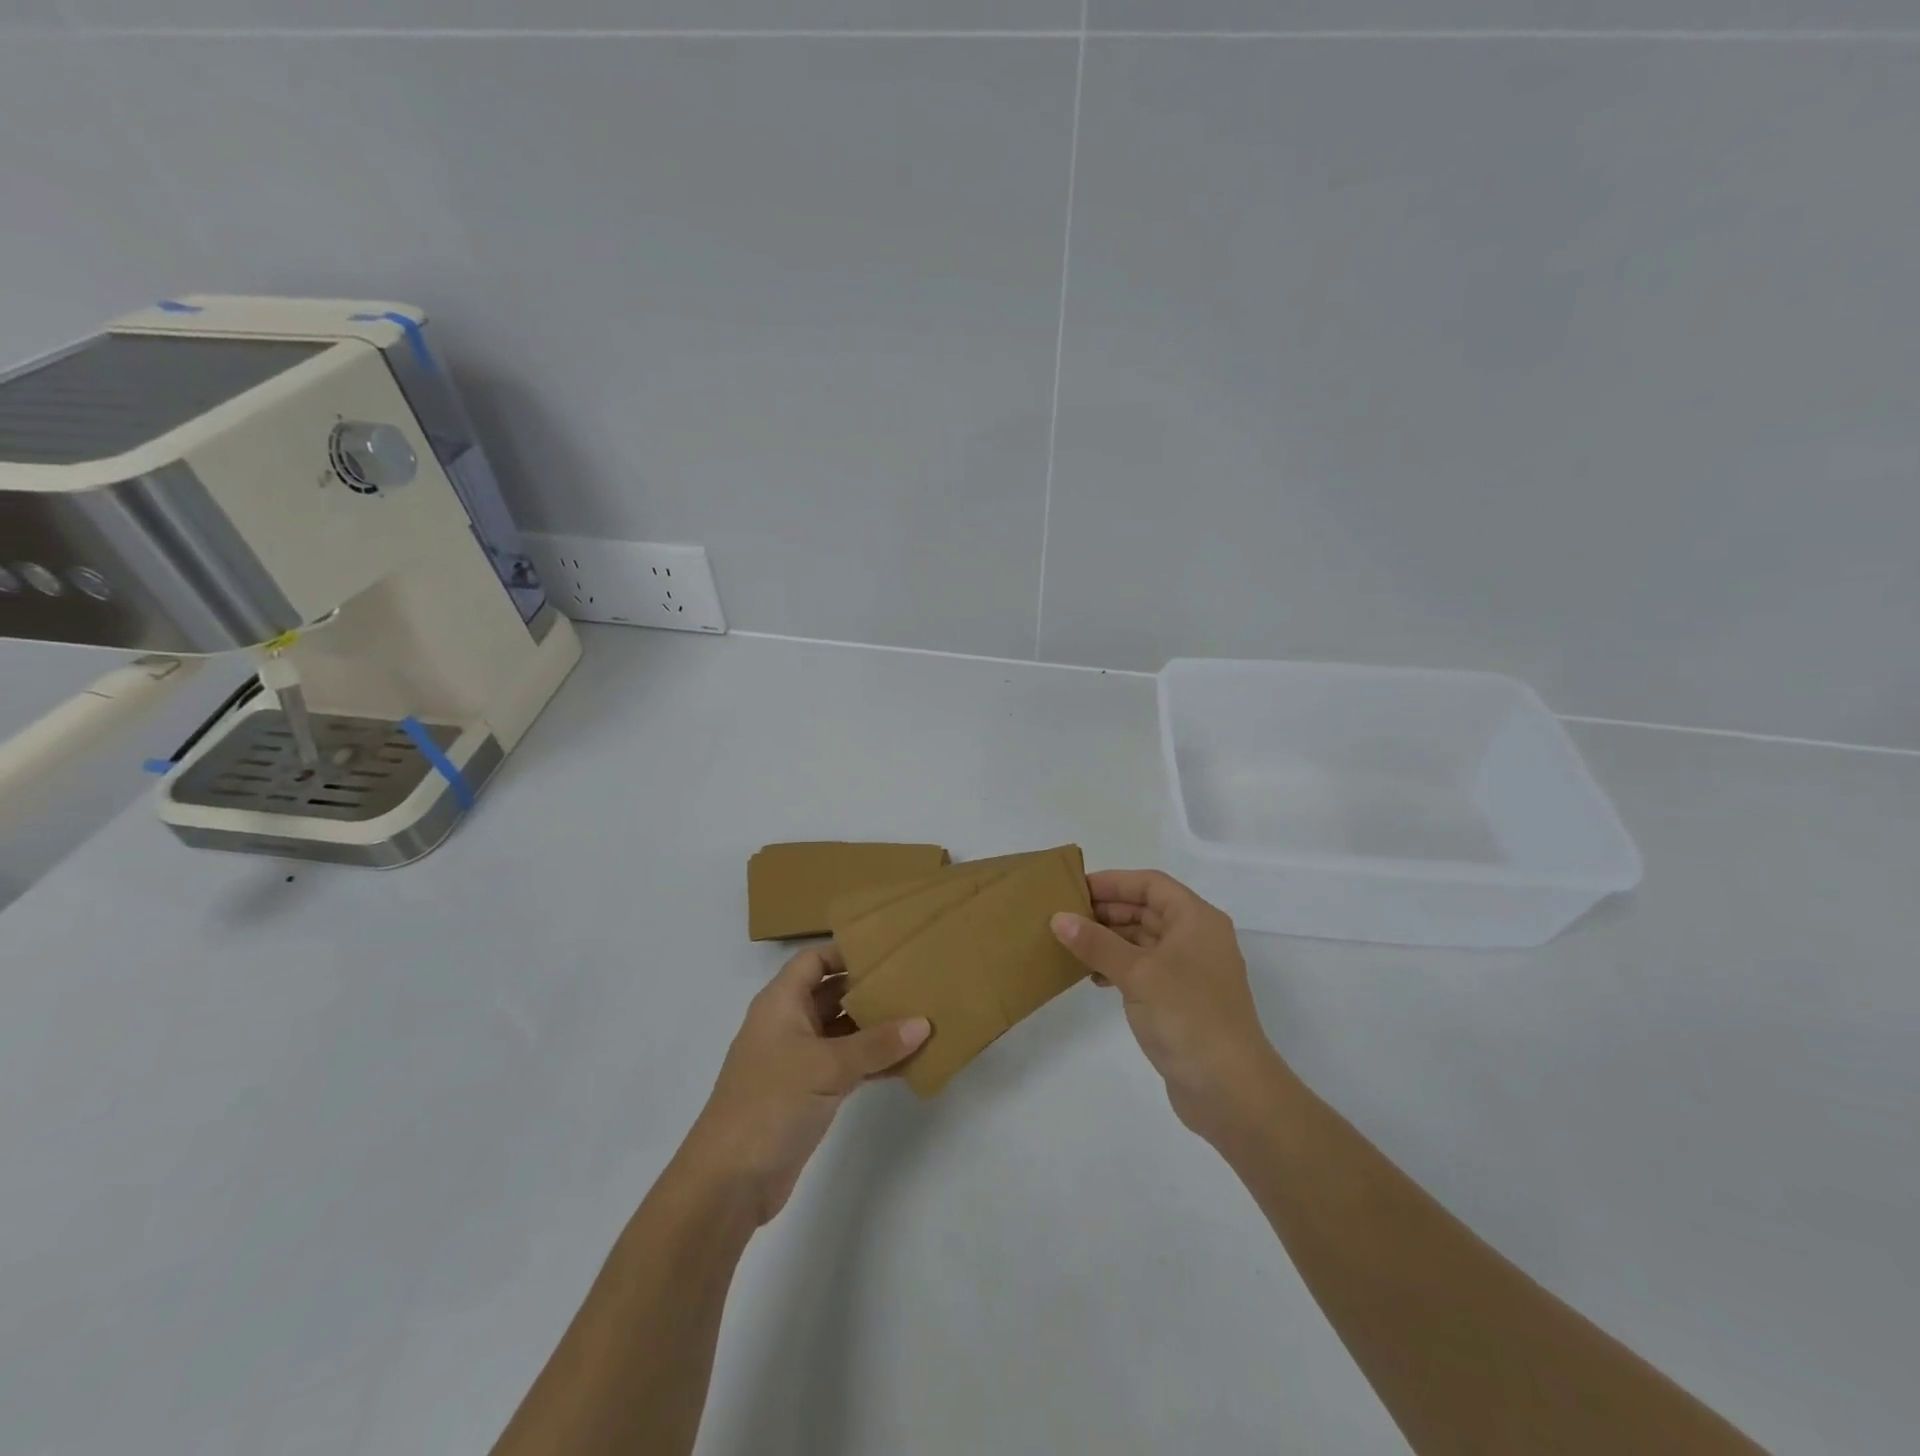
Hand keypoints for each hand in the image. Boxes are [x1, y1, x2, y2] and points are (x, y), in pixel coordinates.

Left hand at [680, 945, 928, 1225]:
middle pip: (834, 992)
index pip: (815, 959)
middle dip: (871, 987)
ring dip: (877, 1027)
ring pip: (844, 1030)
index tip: (890, 949)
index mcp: (781, 1003)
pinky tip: (909, 1061)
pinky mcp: (810, 1092)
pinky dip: (874, 1061)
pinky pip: (848, 1064)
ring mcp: (799, 1060)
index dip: (847, 950)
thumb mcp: (826, 1066)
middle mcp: (790, 1024)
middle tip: (916, 981)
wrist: (729, 1182)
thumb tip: (923, 1023)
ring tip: (921, 1018)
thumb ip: (876, 1044)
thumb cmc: (770, 1103)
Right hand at [1052, 870, 1290, 1145]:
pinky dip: (1119, 967)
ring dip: (1110, 940)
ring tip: (1072, 946)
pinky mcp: (1182, 1001)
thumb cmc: (1187, 1015)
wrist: (1230, 1089)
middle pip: (1147, 910)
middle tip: (1065, 917)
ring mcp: (1191, 971)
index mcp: (1196, 919)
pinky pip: (1145, 969)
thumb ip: (1097, 943)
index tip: (1075, 889)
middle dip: (1107, 911)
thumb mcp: (1137, 973)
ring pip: (1144, 941)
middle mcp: (1197, 938)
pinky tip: (1094, 978)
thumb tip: (1059, 918)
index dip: (1113, 882)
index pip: (1151, 884)